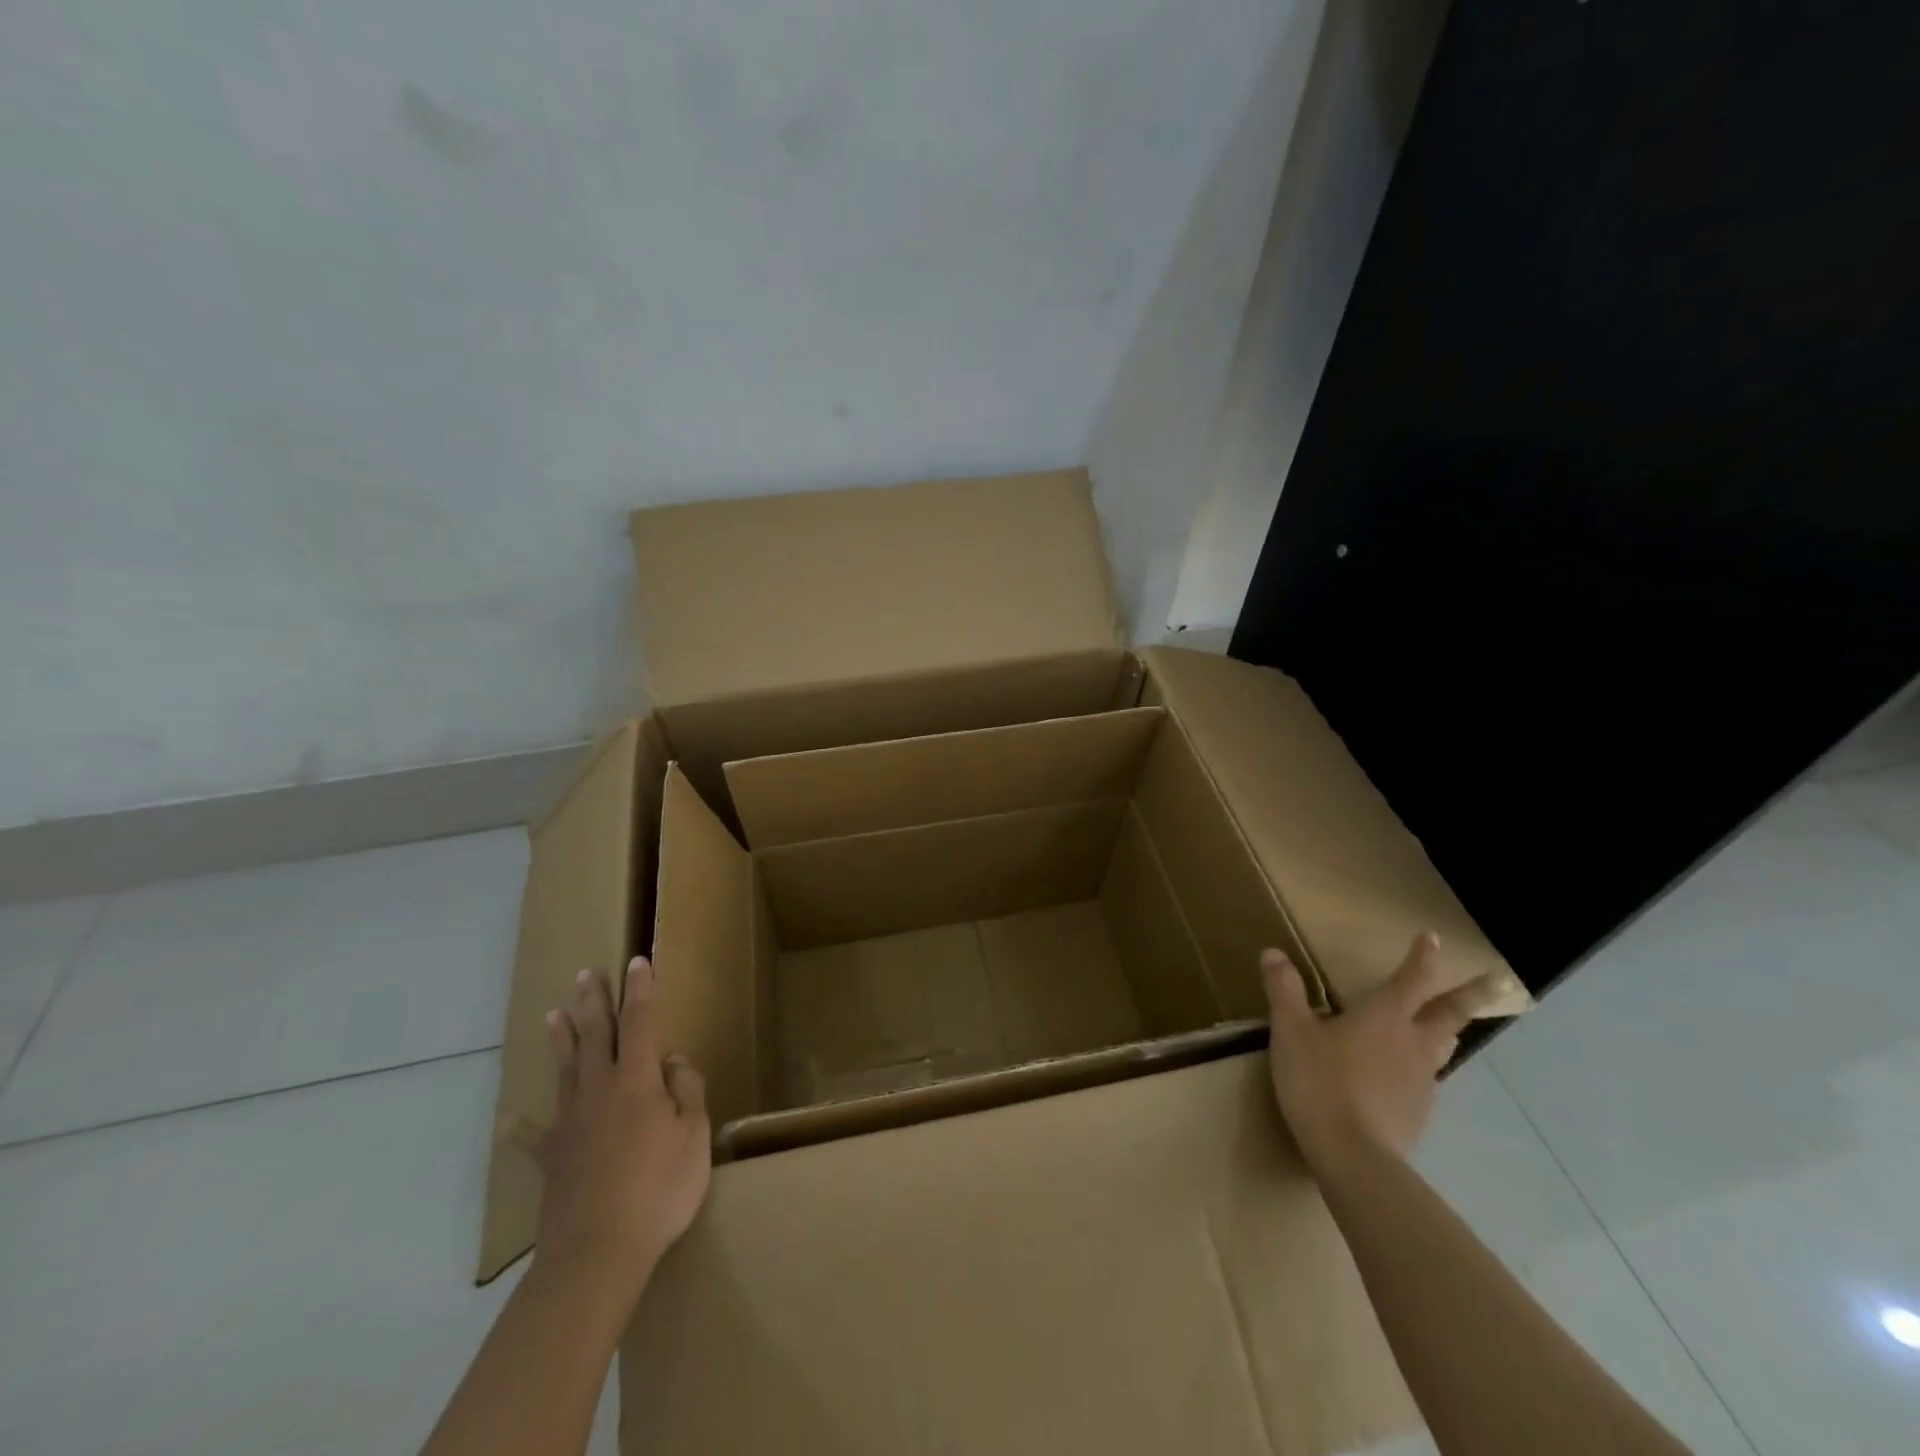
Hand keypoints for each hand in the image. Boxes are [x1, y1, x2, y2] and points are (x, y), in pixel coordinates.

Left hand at [511, 957, 710, 1297]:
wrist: (598, 1250)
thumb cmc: (660, 1188)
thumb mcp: (695, 1134)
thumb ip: (687, 1090)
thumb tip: (673, 1061)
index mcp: (637, 1080)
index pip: (640, 1022)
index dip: (640, 990)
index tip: (638, 962)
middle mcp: (599, 1090)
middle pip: (596, 1035)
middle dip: (594, 1002)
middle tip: (586, 973)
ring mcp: (571, 1123)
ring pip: (566, 1070)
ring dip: (562, 1040)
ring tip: (552, 1013)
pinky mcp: (552, 1158)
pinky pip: (534, 1137)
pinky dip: (521, 1129)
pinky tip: (508, 1122)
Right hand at [1261, 933, 1498, 1167]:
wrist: (1353, 1156)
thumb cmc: (1321, 1082)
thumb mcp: (1290, 1031)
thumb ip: (1284, 990)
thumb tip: (1273, 953)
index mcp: (1384, 1017)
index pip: (1410, 978)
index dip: (1422, 956)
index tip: (1433, 937)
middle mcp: (1412, 1043)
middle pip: (1450, 1013)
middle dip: (1474, 994)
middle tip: (1501, 980)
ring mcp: (1421, 1081)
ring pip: (1443, 1048)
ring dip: (1449, 1032)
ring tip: (1449, 1029)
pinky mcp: (1418, 1113)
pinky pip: (1427, 1081)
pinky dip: (1423, 1069)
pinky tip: (1409, 1078)